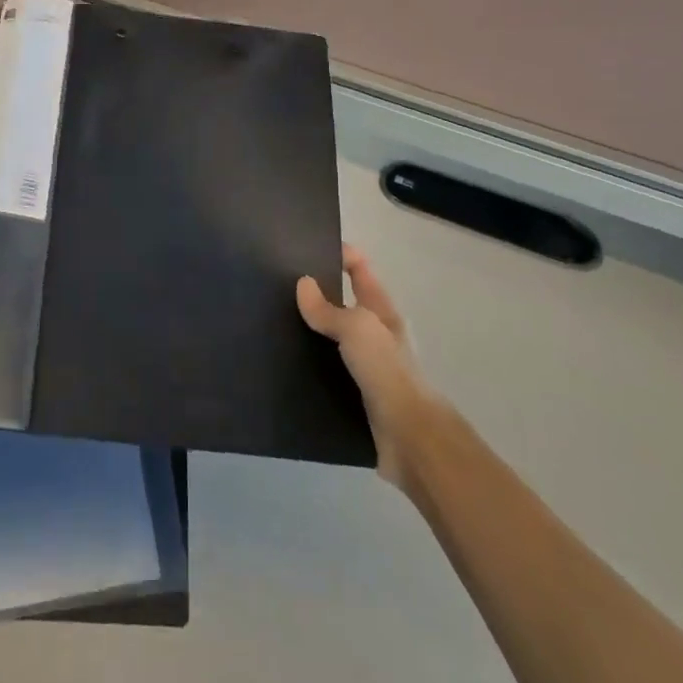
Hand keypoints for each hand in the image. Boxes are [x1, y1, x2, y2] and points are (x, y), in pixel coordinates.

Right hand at [297, 245, 437, 484]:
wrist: (410, 438)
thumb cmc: (387, 372)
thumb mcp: (357, 330)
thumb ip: (329, 309)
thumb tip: (303, 284)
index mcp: (383, 313)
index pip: (362, 272)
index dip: (343, 254)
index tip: (309, 244)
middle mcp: (377, 337)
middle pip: (347, 305)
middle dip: (319, 294)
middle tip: (279, 285)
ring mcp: (368, 368)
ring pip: (335, 341)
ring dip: (312, 333)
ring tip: (273, 324)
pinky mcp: (356, 397)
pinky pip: (328, 373)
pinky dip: (310, 367)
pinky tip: (284, 366)